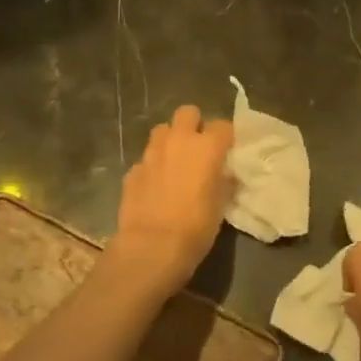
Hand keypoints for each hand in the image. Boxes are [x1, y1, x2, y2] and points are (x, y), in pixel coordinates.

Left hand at [107, 105, 234, 298]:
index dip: (226, 137)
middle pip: (188, 112)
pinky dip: (152, 167)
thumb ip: (223, 181)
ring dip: (170, 140)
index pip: (223, 125)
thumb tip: (223, 174)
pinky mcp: (132, 170)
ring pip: (162, 130)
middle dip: (194, 124)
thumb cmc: (196, 227)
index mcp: (207, 147)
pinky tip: (155, 186)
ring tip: (174, 162)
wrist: (151, 247)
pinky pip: (146, 159)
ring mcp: (151, 153)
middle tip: (198, 147)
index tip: (227, 151)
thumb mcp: (221, 205)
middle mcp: (178, 141)